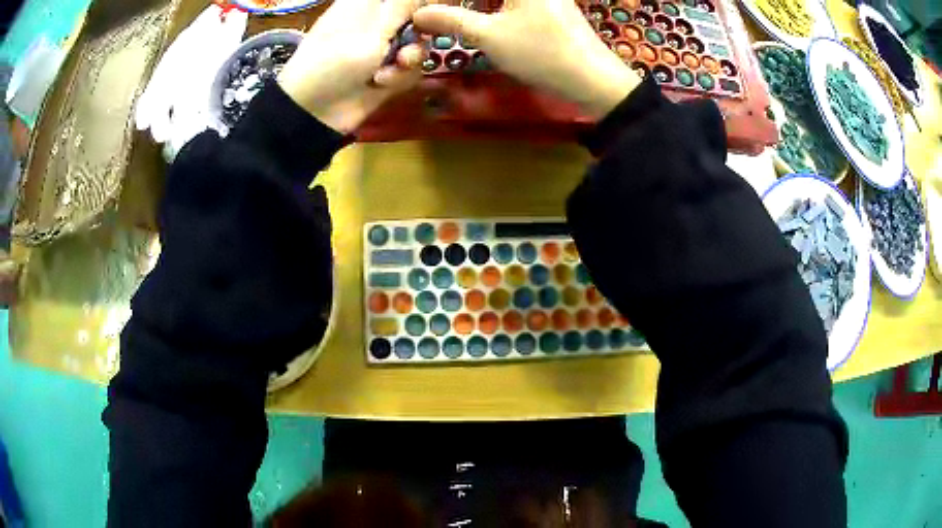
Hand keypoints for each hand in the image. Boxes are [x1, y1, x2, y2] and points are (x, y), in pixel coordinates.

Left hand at [278, 0, 426, 132]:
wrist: (314, 112)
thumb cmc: (337, 59)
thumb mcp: (374, 27)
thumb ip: (405, 3)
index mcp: (368, 2)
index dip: (421, 4)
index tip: (426, 16)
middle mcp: (378, 21)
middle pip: (419, 18)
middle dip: (419, 33)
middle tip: (408, 43)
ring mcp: (383, 47)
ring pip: (419, 44)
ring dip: (409, 59)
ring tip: (390, 69)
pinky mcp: (387, 70)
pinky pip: (410, 68)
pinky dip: (399, 76)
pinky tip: (381, 83)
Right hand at [413, 0, 641, 119]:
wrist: (592, 79)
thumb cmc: (540, 53)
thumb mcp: (489, 36)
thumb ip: (451, 20)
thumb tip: (418, 14)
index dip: (449, 0)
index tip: (430, 8)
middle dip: (460, 2)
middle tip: (437, 12)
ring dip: (477, 4)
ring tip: (453, 15)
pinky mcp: (550, 4)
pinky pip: (515, 1)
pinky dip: (494, 5)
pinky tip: (481, 15)